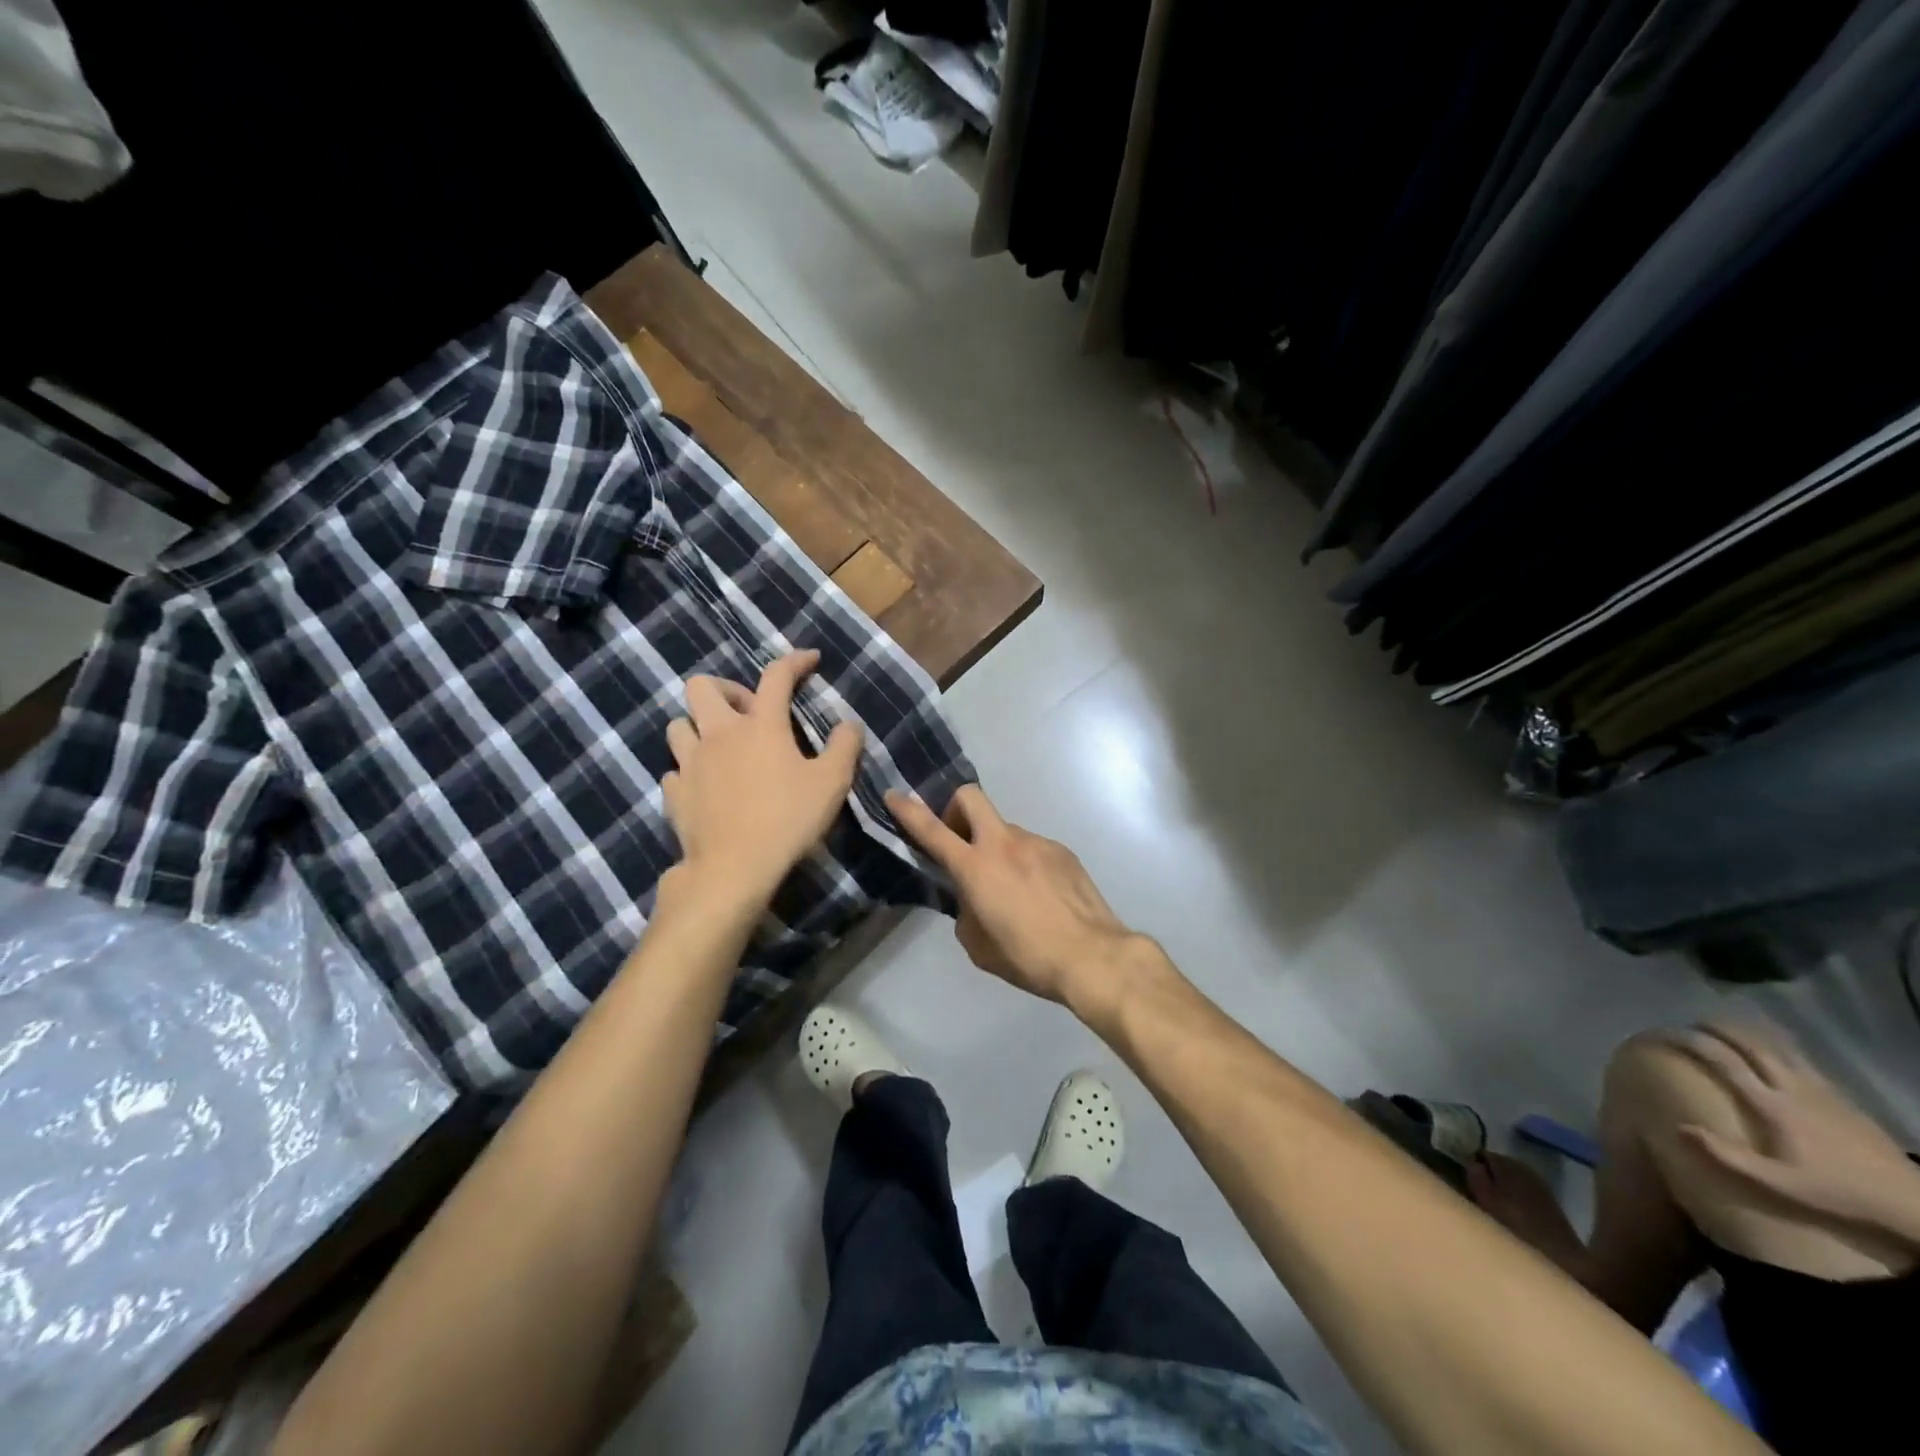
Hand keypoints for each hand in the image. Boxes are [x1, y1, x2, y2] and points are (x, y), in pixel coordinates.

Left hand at [662, 651, 862, 907]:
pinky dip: (689, 770)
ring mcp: (690, 763)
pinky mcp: (675, 793)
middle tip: (749, 711)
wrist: (733, 869)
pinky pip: (675, 769)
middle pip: (702, 686)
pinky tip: (705, 785)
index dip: (795, 661)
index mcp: (761, 725)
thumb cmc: (788, 819)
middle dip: (726, 689)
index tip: (811, 659)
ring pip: (679, 725)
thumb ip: (844, 747)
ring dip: (699, 726)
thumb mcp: (832, 783)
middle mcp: (719, 734)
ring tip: (721, 746)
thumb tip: (849, 724)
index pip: (776, 676)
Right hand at [885, 784, 1151, 1010]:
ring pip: (1005, 830)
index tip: (895, 796)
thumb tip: (973, 901)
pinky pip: (1033, 848)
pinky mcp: (1062, 851)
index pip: (932, 830)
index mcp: (975, 867)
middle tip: (960, 840)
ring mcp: (1037, 842)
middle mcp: (1004, 844)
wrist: (1092, 955)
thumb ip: (966, 914)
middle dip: (956, 809)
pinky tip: (1040, 895)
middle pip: (970, 798)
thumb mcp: (979, 946)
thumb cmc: (1028, 957)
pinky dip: (1025, 863)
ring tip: (1012, 890)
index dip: (909, 811)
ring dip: (997, 848)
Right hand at [1670, 1020, 1919, 1241]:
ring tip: (1722, 1026)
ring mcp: (1820, 1090)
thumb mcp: (1781, 1185)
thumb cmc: (1837, 1193)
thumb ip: (1729, 1157)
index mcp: (1773, 1105)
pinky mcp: (1840, 1096)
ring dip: (1745, 1032)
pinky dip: (1774, 1045)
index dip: (1690, 1042)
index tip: (1662, 1034)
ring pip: (1776, 1047)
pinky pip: (1799, 1059)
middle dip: (1715, 1028)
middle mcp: (1792, 1088)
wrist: (1911, 1204)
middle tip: (1688, 1023)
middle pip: (1749, 1044)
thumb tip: (1679, 1127)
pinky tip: (1769, 1050)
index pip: (1723, 1061)